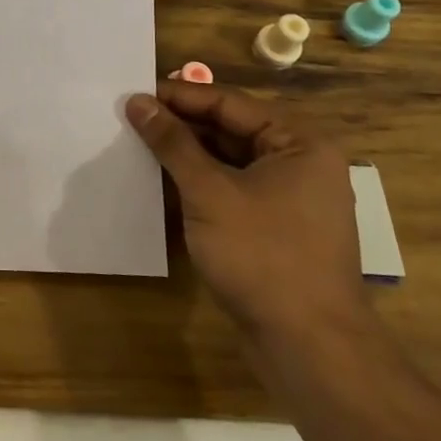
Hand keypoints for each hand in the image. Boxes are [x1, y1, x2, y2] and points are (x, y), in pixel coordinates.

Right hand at [125, 82, 368, 345]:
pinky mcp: (275, 229)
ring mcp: (290, 199)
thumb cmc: (262, 255)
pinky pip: (231, 190)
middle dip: (180, 125)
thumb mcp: (209, 192)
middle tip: (130, 117)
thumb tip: (137, 101)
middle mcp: (300, 164)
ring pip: (228, 161)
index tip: (134, 92)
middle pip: (230, 129)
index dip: (179, 96)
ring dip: (186, 155)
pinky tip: (161, 182)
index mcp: (298, 143)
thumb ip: (172, 143)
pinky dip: (199, 184)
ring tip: (138, 144)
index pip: (229, 104)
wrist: (310, 348)